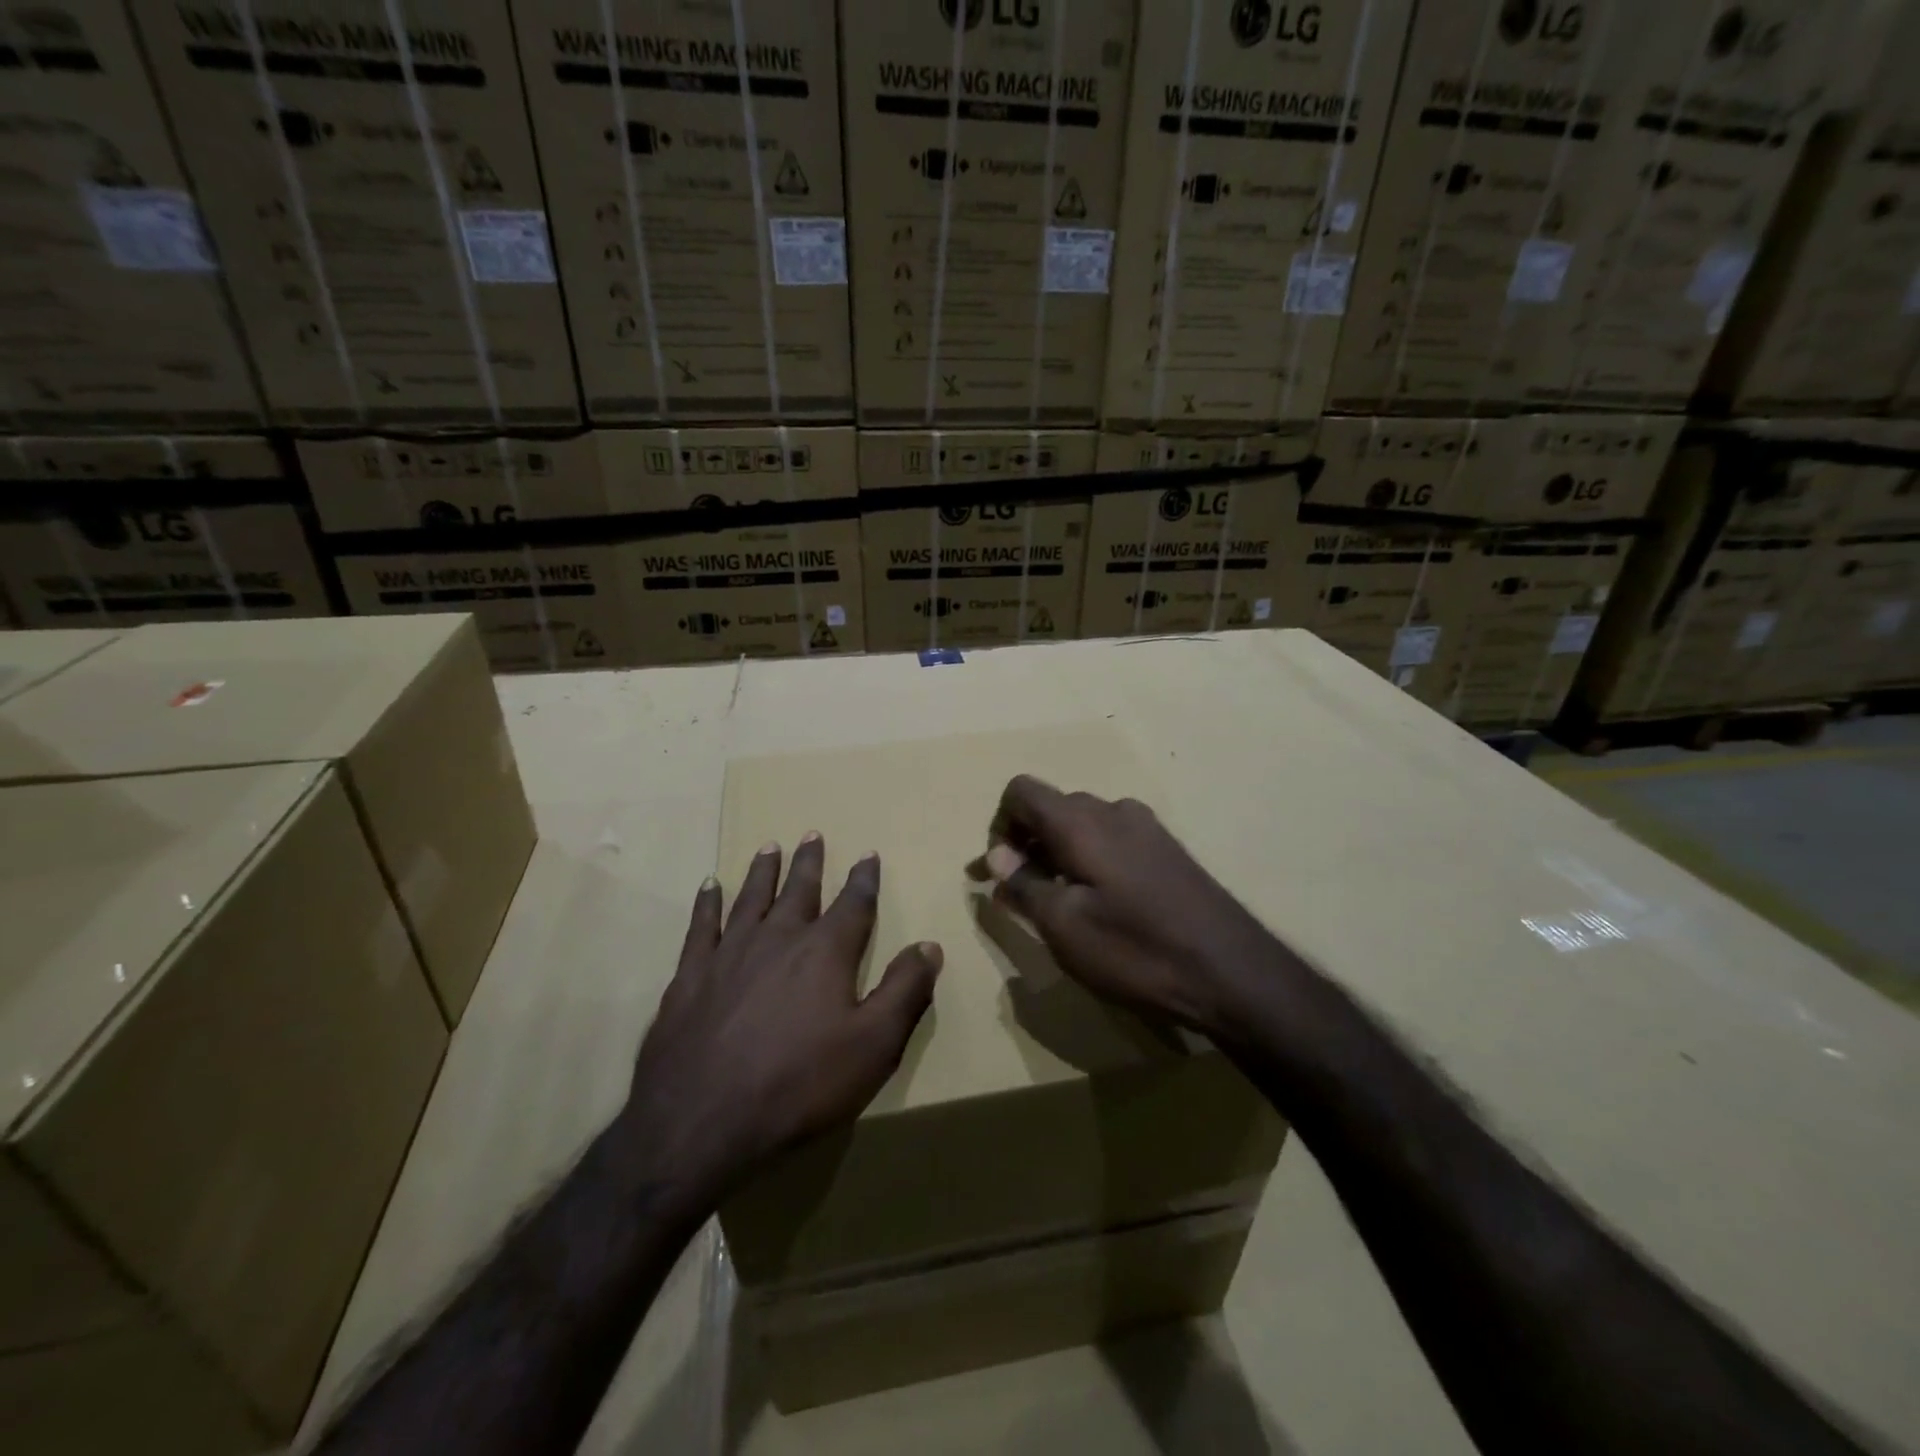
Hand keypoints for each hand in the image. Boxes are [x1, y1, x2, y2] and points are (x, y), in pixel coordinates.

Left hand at [613, 835, 940, 1220]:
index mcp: (825, 952)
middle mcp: (778, 939)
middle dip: (809, 862)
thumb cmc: (799, 1084)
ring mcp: (729, 954)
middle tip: (812, 834)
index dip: (864, 878)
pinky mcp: (690, 976)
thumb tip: (930, 945)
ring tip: (769, 846)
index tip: (868, 854)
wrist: (700, 1122)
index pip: (853, 904)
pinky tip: (708, 886)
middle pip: (799, 890)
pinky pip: (701, 926)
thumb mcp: (873, 1046)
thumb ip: (905, 991)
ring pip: (750, 898)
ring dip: (762, 871)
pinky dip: (707, 903)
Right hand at [979, 776, 1286, 1042]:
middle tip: (1020, 894)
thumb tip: (996, 853)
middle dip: (1026, 843)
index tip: (999, 872)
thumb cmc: (1136, 950)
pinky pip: (1112, 840)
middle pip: (1052, 807)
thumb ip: (1024, 883)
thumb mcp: (1064, 926)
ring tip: (1059, 904)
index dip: (999, 825)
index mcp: (1080, 821)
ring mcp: (1147, 827)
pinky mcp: (1168, 850)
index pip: (1021, 791)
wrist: (1233, 973)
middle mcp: (1113, 810)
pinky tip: (1102, 905)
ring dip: (1058, 854)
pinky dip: (1090, 861)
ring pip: (1083, 825)